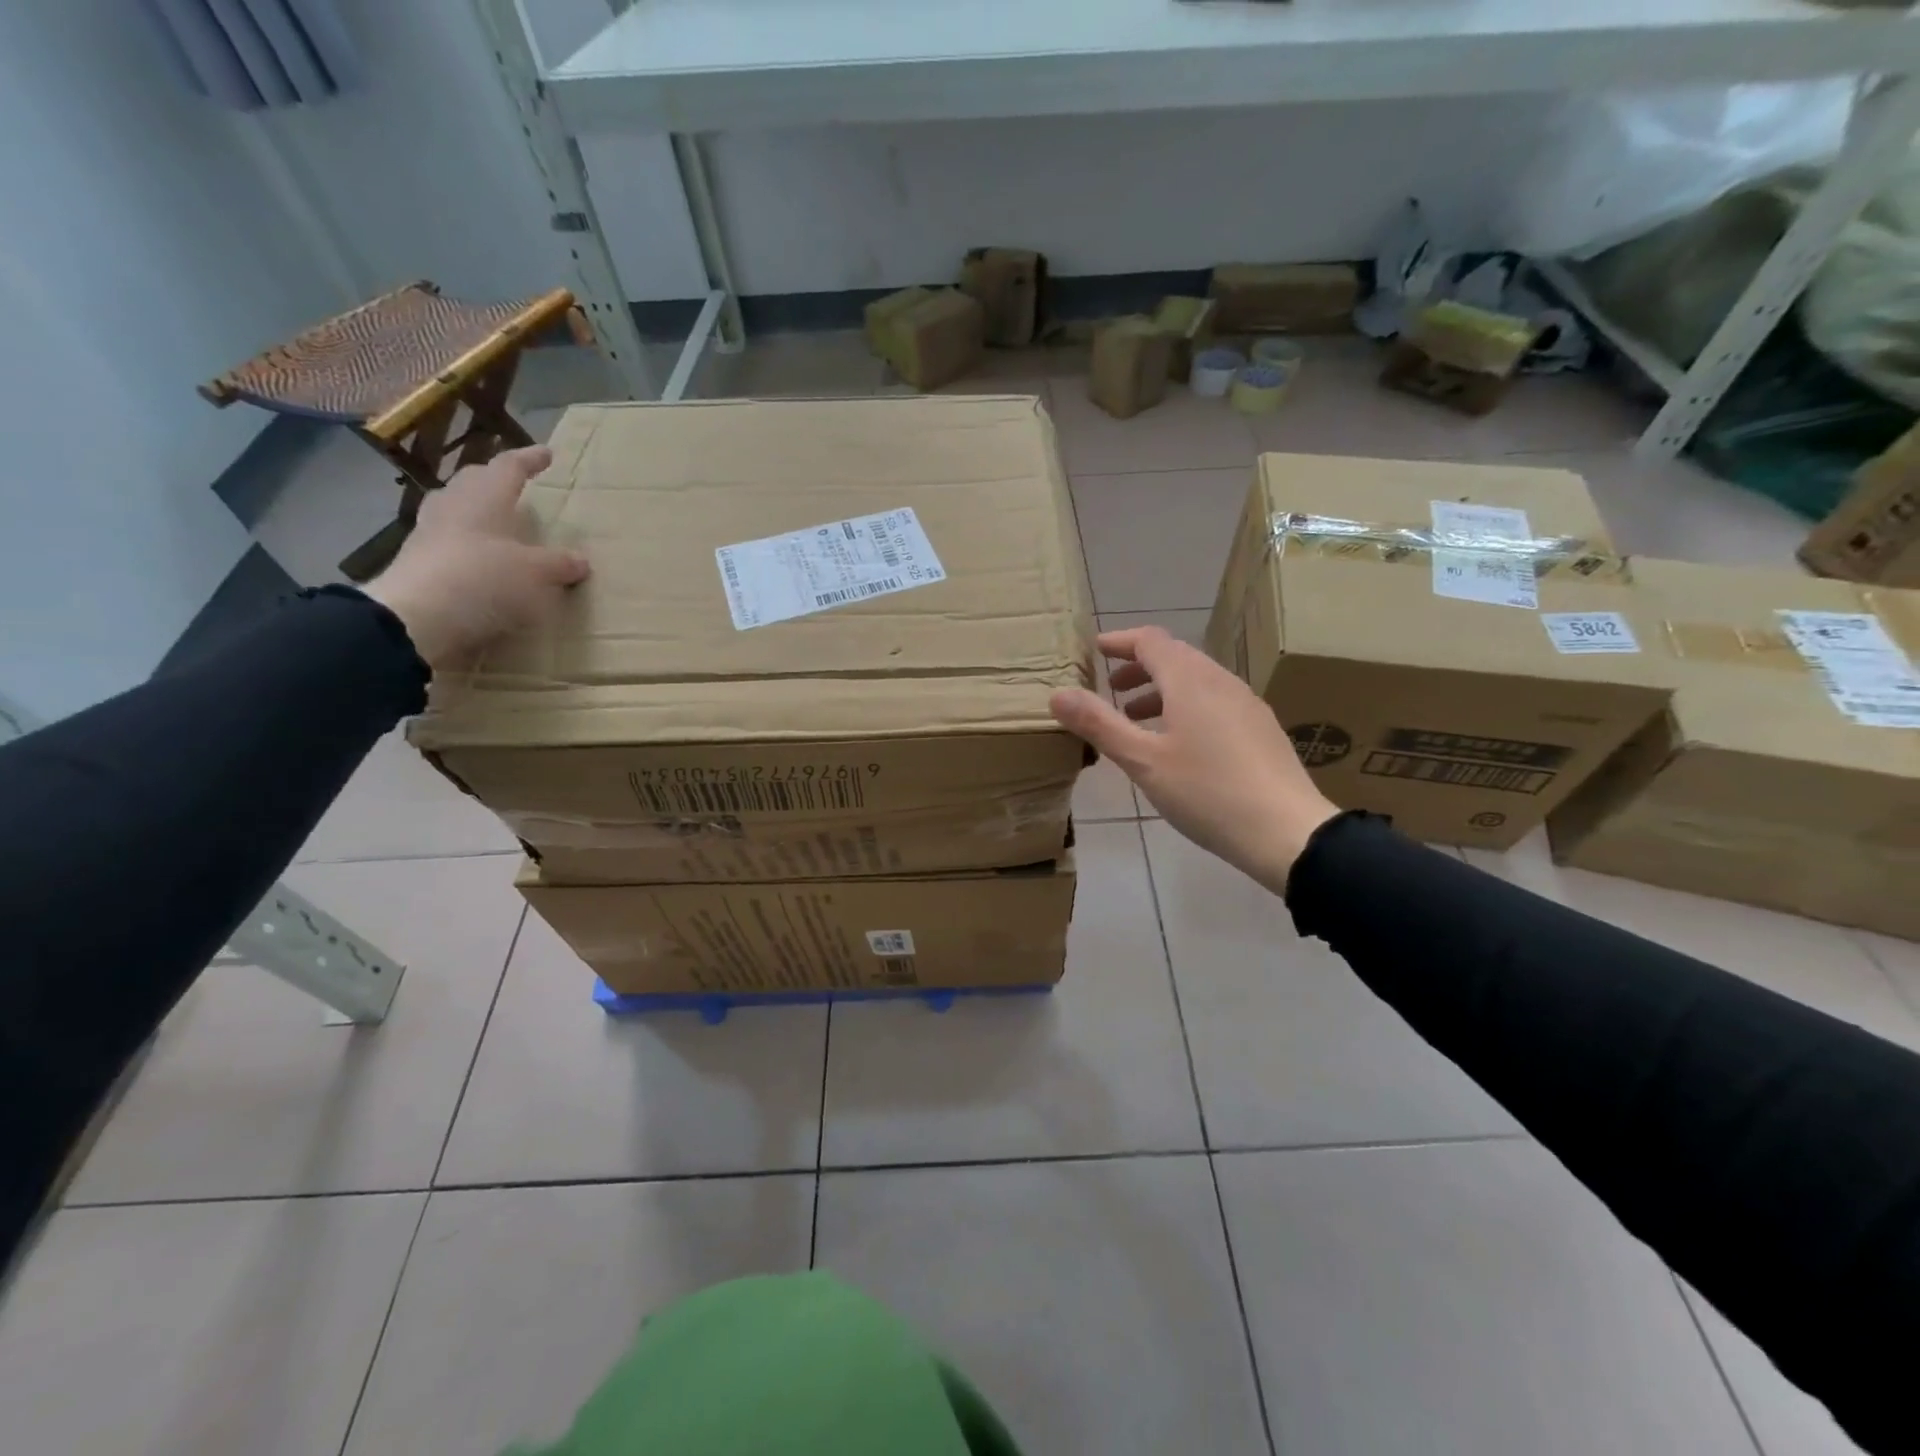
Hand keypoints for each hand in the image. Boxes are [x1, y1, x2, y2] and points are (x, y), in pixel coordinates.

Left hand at [363, 445, 588, 669]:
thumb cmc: (484, 579)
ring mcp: (429, 534)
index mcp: (483, 498)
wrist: (417, 618)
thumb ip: (560, 564)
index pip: (509, 467)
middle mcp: (453, 507)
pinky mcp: (418, 564)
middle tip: (515, 485)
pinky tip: (482, 560)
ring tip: (498, 523)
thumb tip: (580, 561)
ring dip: (477, 512)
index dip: (529, 459)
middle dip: (495, 480)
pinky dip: (468, 545)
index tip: (547, 453)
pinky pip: (449, 543)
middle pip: (474, 482)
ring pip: (456, 510)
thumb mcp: (537, 574)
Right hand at [1050, 626, 1337, 893]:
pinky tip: (1178, 743)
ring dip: (1161, 689)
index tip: (1094, 651)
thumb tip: (1057, 694)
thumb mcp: (1142, 761)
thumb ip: (1099, 724)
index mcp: (1190, 680)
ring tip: (1136, 718)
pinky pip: (1214, 700)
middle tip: (1110, 688)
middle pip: (1175, 657)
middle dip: (1138, 667)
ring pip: (1196, 680)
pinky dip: (1185, 706)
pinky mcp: (1260, 728)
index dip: (1119, 642)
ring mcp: (1246, 703)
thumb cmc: (1206, 792)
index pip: (1150, 640)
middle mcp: (1221, 681)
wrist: (1287, 831)